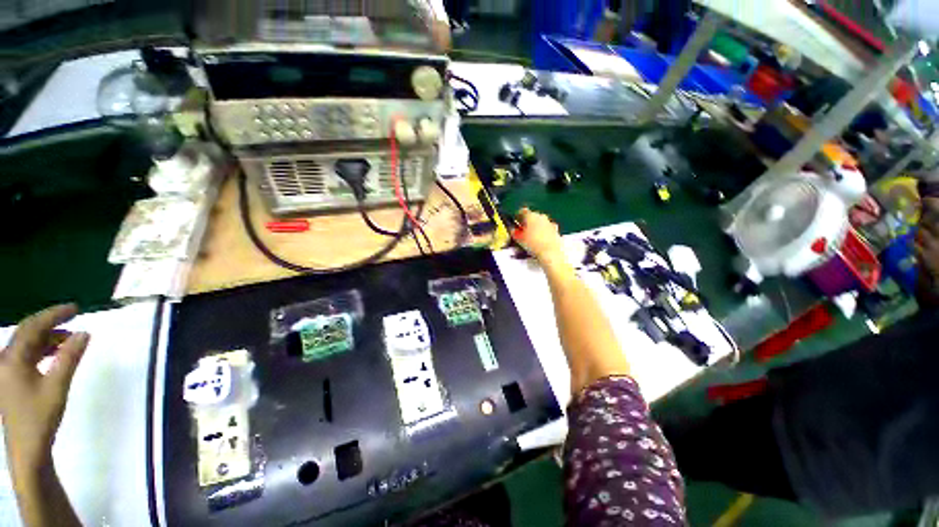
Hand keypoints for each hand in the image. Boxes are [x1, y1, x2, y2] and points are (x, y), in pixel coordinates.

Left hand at [0, 305, 88, 467]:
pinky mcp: (11, 379)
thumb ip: (69, 358)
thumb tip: (85, 333)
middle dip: (50, 323)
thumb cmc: (40, 417)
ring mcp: (6, 371)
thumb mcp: (57, 387)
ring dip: (48, 337)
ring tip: (69, 338)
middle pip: (27, 332)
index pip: (33, 327)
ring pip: (26, 344)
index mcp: (13, 359)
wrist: (27, 449)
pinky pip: (25, 355)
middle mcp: (5, 360)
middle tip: (73, 317)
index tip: (76, 309)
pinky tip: (55, 354)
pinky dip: (42, 349)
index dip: (54, 315)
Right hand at [513, 208, 563, 264]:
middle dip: (527, 222)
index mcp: (531, 215)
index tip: (515, 222)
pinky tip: (540, 240)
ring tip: (531, 237)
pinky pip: (547, 228)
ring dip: (535, 227)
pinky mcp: (555, 229)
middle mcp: (541, 216)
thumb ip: (514, 232)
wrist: (550, 252)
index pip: (522, 211)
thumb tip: (513, 230)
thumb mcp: (519, 239)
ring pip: (540, 222)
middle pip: (532, 216)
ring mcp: (549, 222)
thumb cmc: (533, 244)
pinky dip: (543, 232)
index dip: (517, 216)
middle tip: (522, 231)